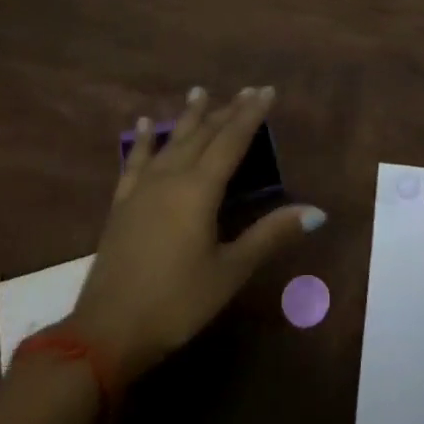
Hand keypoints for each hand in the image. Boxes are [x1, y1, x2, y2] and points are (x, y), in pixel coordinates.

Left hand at [65, 86, 325, 383]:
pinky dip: (142, 141)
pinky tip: (141, 125)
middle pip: (203, 135)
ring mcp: (142, 189)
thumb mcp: (230, 271)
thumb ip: (270, 235)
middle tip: (245, 90)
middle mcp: (171, 178)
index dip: (251, 115)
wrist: (106, 332)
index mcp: (200, 190)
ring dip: (188, 116)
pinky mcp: (122, 204)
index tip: (266, 90)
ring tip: (199, 91)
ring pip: (171, 141)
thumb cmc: (176, 302)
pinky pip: (135, 161)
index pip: (231, 141)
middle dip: (226, 111)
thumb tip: (316, 211)